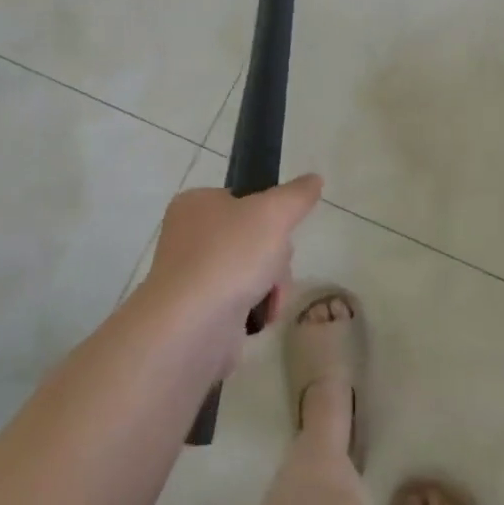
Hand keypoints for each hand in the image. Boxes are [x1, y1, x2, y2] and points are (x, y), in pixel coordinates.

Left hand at [140, 176, 323, 344]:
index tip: (279, 230)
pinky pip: (240, 301)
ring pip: (252, 270)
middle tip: (273, 266)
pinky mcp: (199, 310)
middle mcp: (189, 236)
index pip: (244, 199)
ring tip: (268, 298)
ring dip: (271, 285)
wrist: (192, 325)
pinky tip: (258, 317)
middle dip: (275, 257)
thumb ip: (297, 195)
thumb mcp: (273, 213)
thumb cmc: (230, 256)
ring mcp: (193, 275)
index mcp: (196, 203)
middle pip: (254, 237)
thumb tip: (314, 179)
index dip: (269, 214)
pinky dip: (256, 308)